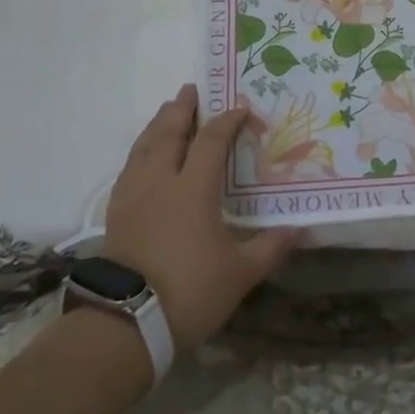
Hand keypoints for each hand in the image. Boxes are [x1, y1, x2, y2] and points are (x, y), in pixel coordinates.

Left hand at [101, 85, 302, 349]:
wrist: (126, 323)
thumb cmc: (189, 291)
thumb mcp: (240, 273)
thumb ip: (270, 247)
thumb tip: (298, 230)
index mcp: (193, 189)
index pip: (211, 141)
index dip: (227, 121)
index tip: (241, 109)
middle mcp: (160, 181)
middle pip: (169, 132)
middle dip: (182, 109)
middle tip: (191, 90)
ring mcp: (133, 195)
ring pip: (144, 146)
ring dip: (158, 124)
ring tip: (167, 112)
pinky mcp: (116, 212)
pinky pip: (129, 166)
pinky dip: (141, 149)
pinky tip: (144, 155)